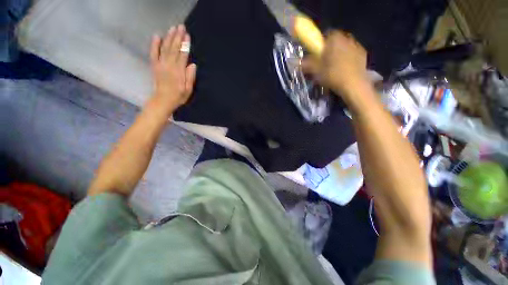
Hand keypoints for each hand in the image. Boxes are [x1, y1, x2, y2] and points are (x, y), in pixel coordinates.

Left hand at [150, 25, 196, 107]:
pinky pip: (154, 53)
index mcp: (179, 72)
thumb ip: (190, 77)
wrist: (163, 100)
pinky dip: (155, 44)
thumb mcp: (188, 89)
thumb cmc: (178, 96)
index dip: (185, 45)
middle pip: (174, 49)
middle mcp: (169, 65)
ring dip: (169, 37)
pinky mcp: (155, 65)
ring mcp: (161, 64)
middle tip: (181, 27)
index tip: (187, 36)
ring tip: (173, 28)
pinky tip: (157, 36)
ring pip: (165, 48)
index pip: (182, 55)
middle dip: (177, 37)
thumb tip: (193, 64)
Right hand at [303, 31, 367, 99]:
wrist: (354, 85)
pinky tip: (343, 70)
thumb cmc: (333, 75)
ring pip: (344, 47)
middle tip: (323, 63)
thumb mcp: (316, 71)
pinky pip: (351, 53)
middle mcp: (347, 38)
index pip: (325, 35)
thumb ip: (306, 64)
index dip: (319, 44)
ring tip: (334, 68)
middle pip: (335, 41)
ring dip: (338, 54)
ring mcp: (357, 45)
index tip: (316, 55)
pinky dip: (347, 59)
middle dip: (329, 49)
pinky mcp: (363, 54)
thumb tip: (297, 62)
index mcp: (334, 38)